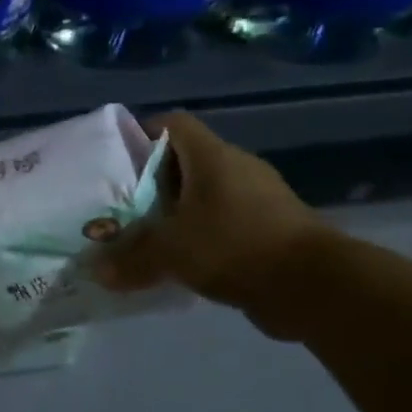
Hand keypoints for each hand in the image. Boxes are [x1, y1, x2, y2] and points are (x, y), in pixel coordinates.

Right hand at [95, 111, 328, 331]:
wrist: (316, 287)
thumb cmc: (235, 246)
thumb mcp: (171, 252)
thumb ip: (130, 258)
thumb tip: (96, 271)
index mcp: (212, 157)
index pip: (173, 124)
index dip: (142, 133)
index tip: (116, 158)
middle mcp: (236, 169)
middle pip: (185, 161)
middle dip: (152, 181)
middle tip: (121, 203)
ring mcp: (259, 199)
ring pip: (206, 195)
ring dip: (178, 212)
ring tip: (146, 234)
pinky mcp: (271, 229)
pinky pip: (225, 223)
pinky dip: (202, 236)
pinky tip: (182, 260)